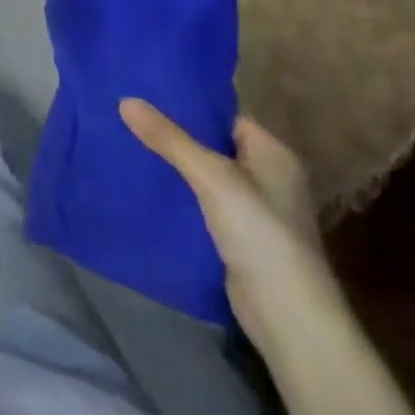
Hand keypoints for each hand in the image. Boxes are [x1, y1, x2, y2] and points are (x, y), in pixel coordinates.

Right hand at [120, 100, 340, 354]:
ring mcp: (255, 212)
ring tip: (128, 144)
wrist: (289, 320)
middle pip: (213, 145)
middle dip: (175, 135)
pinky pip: (202, 205)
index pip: (225, 117)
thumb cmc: (261, 234)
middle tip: (129, 116)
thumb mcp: (211, 177)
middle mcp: (268, 178)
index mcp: (273, 154)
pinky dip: (180, 197)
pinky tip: (147, 187)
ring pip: (204, 177)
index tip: (147, 94)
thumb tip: (125, 100)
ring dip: (174, 167)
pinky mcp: (239, 240)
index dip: (188, 106)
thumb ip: (169, 138)